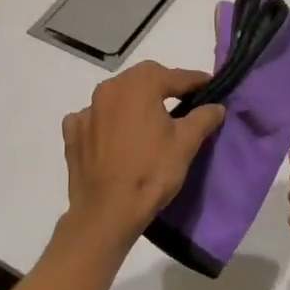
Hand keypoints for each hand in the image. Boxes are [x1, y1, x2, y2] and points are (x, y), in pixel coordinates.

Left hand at [61, 62, 225, 240]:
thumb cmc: (151, 172)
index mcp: (138, 85)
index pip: (175, 76)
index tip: (211, 86)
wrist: (106, 213)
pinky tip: (114, 136)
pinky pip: (93, 119)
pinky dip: (106, 122)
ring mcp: (86, 111)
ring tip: (149, 120)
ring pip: (116, 98)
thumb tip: (216, 106)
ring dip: (134, 103)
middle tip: (183, 101)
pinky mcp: (72, 134)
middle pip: (142, 80)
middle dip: (164, 86)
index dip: (196, 81)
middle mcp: (108, 89)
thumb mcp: (186, 144)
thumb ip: (203, 118)